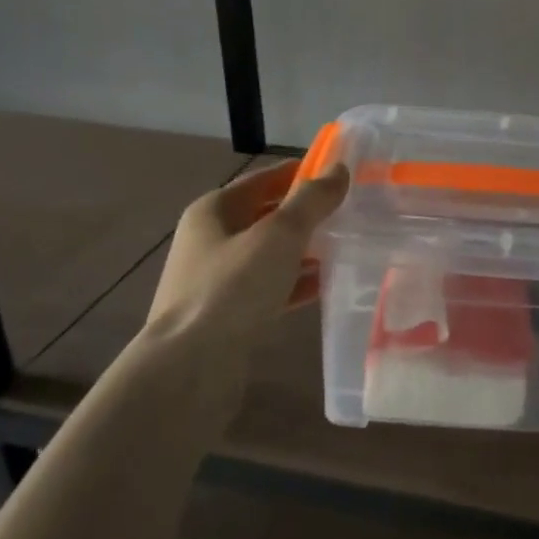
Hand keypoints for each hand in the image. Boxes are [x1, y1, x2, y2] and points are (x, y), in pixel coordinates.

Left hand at [147, 159, 349, 358]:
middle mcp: (210, 240)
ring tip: (346, 246)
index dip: (301, 173)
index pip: (264, 179)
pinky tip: (326, 285)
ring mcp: (216, 280)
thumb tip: (338, 169)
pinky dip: (295, 283)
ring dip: (304, 249)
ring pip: (269, 254)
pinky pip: (269, 287)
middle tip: (350, 212)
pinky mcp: (227, 315)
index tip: (339, 175)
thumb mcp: (280, 234)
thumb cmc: (233, 288)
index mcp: (214, 210)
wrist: (188, 369)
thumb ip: (312, 200)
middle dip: (306, 213)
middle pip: (266, 216)